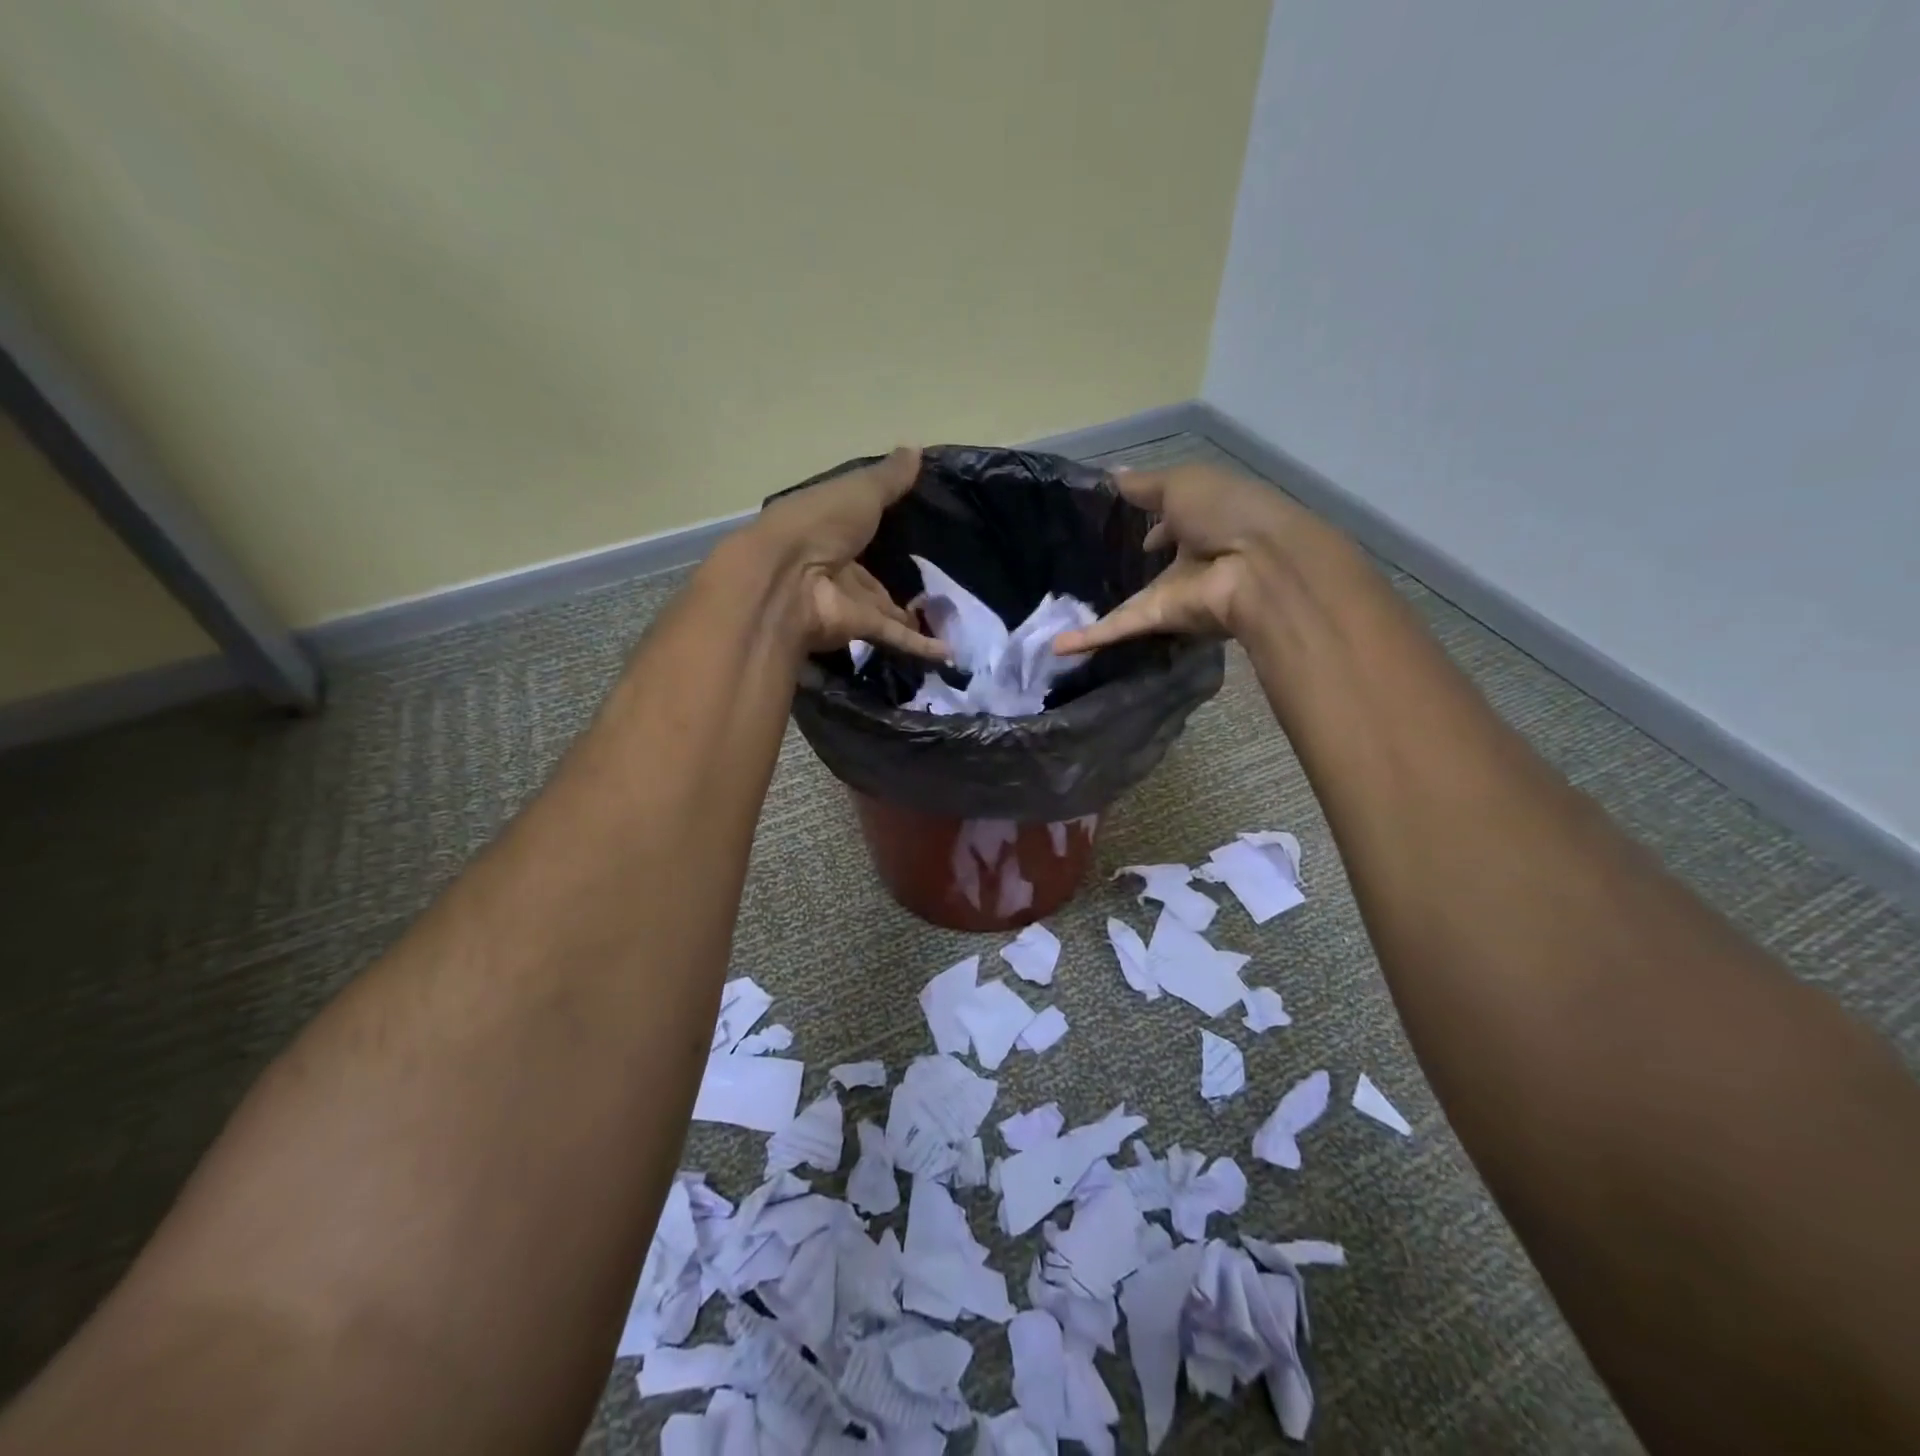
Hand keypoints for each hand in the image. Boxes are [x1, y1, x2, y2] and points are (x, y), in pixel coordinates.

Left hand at [749, 447, 948, 660]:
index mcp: (828, 528)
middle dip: (897, 584)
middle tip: (935, 586)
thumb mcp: (860, 491)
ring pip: (884, 611)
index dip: (882, 532)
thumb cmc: (819, 522)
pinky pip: (893, 635)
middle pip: (871, 579)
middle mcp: (835, 566)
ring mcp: (844, 601)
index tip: (915, 534)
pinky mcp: (857, 628)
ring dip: (911, 618)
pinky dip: (919, 646)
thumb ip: (890, 478)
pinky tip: (948, 653)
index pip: (859, 531)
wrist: (788, 577)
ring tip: (948, 620)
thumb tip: (917, 447)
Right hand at [1053, 462, 1306, 653]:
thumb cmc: (1227, 511)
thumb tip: (1111, 474)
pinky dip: (1089, 638)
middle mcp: (1192, 561)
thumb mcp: (1183, 483)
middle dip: (1129, 571)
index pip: (1177, 524)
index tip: (1127, 520)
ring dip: (1099, 616)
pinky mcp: (1161, 619)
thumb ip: (1145, 485)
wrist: (1259, 566)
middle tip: (1086, 572)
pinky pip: (1120, 628)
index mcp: (1206, 522)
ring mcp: (1175, 594)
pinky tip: (1056, 647)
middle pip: (1155, 570)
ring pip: (1130, 604)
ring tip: (1059, 618)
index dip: (1157, 523)